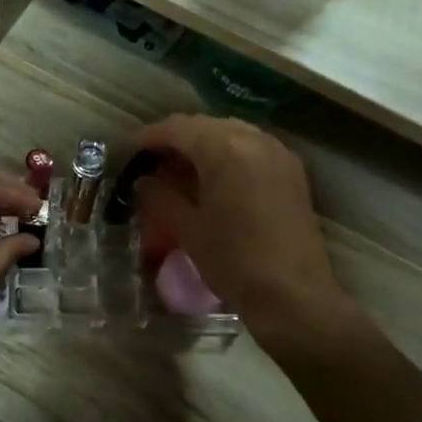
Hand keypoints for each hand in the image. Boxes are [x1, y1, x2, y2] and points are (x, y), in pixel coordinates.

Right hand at [128, 115, 349, 343]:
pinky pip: (252, 148)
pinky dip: (228, 154)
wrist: (293, 295)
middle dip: (176, 138)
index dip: (148, 137)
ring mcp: (278, 153)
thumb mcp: (188, 229)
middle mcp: (254, 139)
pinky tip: (214, 177)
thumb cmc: (234, 261)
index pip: (177, 128)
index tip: (127, 151)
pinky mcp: (292, 172)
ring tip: (180, 169)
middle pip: (205, 126)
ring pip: (231, 133)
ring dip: (203, 144)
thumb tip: (145, 181)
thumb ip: (162, 197)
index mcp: (224, 148)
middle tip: (151, 161)